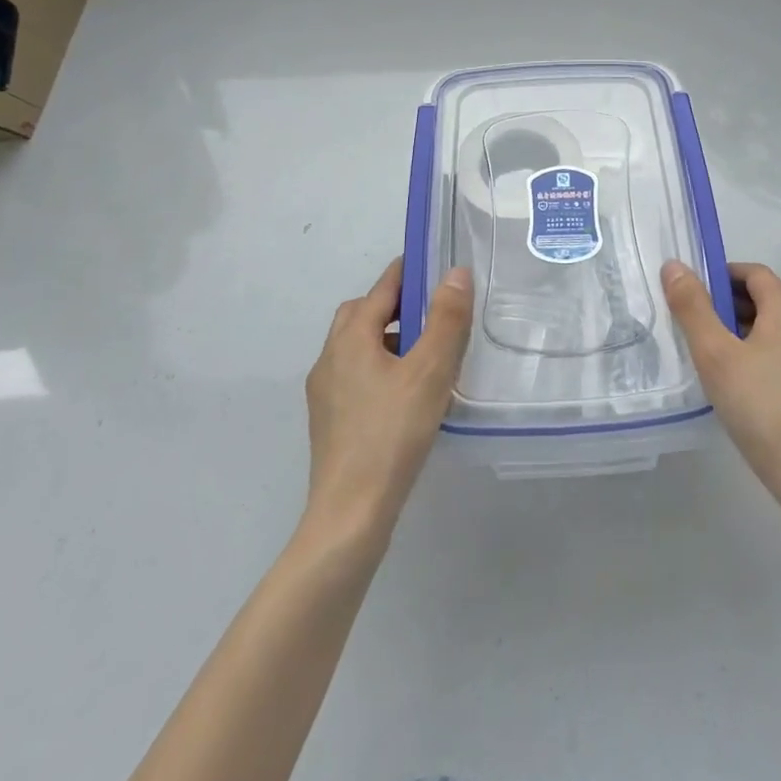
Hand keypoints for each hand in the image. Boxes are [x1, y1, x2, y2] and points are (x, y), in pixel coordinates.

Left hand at [304, 259, 471, 537]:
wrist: (350, 515)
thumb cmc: (392, 435)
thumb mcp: (430, 372)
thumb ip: (445, 319)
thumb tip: (455, 272)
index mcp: (350, 339)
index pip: (381, 288)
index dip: (409, 272)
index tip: (436, 264)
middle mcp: (330, 357)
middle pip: (361, 313)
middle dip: (395, 304)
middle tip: (432, 313)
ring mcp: (324, 392)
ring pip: (357, 346)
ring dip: (387, 338)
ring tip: (426, 354)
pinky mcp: (329, 420)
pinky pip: (355, 375)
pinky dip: (380, 367)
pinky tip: (406, 393)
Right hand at [662, 260, 780, 521]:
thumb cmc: (762, 409)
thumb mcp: (715, 356)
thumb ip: (692, 308)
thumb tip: (674, 266)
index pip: (753, 273)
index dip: (720, 276)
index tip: (691, 297)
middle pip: (767, 300)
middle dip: (729, 306)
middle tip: (695, 330)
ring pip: (779, 330)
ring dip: (746, 333)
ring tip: (715, 361)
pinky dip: (764, 357)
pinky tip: (745, 389)